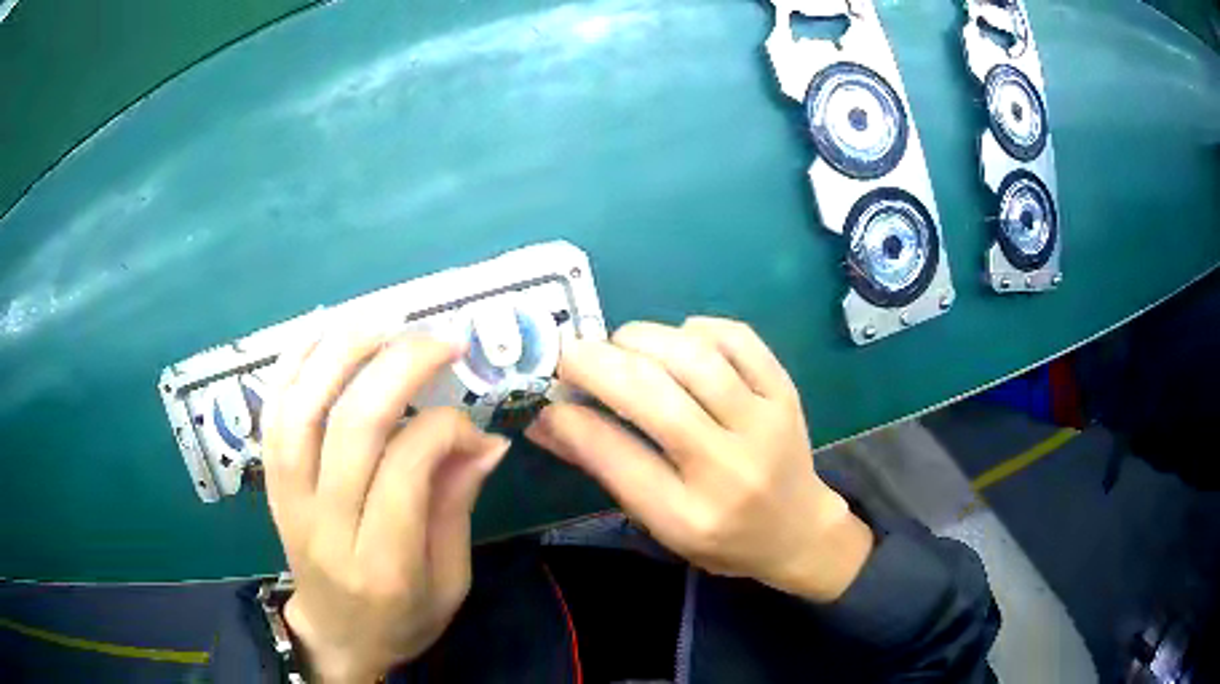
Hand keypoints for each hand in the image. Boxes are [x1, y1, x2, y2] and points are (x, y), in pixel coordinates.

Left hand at [262, 331, 509, 682]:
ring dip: (340, 352)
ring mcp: (289, 501)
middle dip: (398, 367)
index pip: (405, 468)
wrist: (335, 636)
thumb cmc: (401, 620)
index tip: (472, 425)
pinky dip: (292, 366)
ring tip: (382, 323)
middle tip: (440, 342)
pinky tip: (320, 333)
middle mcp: (326, 526)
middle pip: (351, 427)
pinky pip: (272, 415)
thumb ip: (457, 506)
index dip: (443, 427)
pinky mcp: (271, 485)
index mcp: (382, 564)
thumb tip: (485, 438)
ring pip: (302, 410)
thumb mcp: (450, 582)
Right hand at [526, 317, 872, 601]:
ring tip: (620, 345)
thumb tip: (545, 422)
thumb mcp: (658, 524)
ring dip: (642, 339)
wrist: (798, 530)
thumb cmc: (720, 538)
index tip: (547, 399)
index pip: (618, 456)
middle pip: (654, 397)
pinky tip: (678, 341)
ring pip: (694, 358)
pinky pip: (737, 338)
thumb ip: (604, 469)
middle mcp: (730, 468)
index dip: (572, 419)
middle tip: (569, 355)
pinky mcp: (785, 392)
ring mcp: (765, 423)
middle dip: (597, 364)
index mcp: (690, 516)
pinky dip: (695, 329)